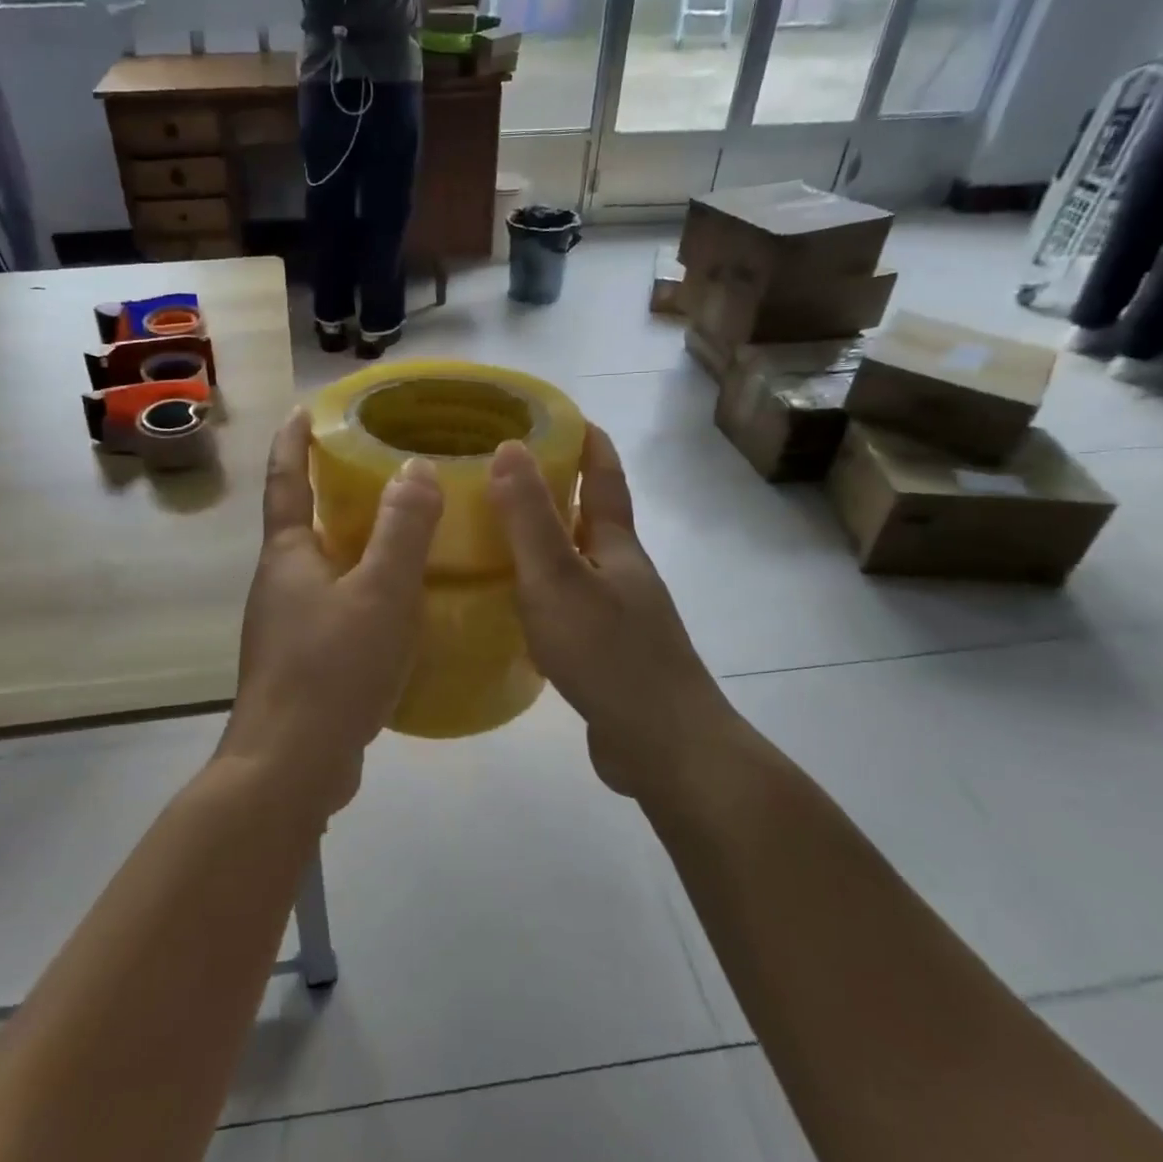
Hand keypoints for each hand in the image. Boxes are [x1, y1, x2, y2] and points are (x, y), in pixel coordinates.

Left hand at [222, 409, 442, 815]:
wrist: (290, 767)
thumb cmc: (332, 669)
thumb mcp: (380, 593)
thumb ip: (403, 530)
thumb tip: (415, 467)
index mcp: (287, 556)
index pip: (284, 480)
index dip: (292, 441)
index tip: (305, 409)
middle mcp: (278, 584)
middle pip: (301, 522)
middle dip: (329, 490)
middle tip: (375, 467)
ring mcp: (286, 627)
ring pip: (321, 569)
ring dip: (349, 544)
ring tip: (397, 531)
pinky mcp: (302, 664)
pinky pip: (334, 608)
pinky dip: (360, 591)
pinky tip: (396, 606)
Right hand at [488, 425, 732, 799]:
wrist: (665, 747)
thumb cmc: (610, 655)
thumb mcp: (558, 580)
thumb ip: (530, 519)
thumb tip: (510, 447)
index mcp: (617, 547)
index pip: (604, 477)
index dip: (587, 442)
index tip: (560, 413)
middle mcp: (622, 574)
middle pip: (591, 518)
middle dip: (557, 489)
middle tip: (504, 472)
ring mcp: (619, 616)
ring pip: (577, 564)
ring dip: (546, 542)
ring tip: (497, 533)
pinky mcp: (607, 654)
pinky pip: (568, 605)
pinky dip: (542, 591)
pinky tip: (513, 606)